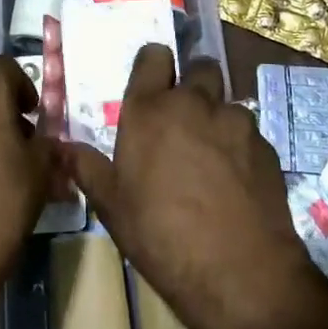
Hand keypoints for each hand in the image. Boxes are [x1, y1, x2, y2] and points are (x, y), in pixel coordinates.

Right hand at [62, 45, 327, 328]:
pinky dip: (241, 147)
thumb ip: (87, 167)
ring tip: (212, 159)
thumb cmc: (160, 234)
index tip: (152, 86)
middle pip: (199, 68)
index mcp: (149, 109)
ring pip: (227, 103)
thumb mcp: (111, 205)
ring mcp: (235, 122)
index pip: (154, 56)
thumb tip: (60, 147)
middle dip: (193, 84)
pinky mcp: (267, 146)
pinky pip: (250, 134)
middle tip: (183, 120)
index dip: (154, 66)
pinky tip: (236, 183)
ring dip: (218, 119)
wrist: (238, 272)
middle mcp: (194, 102)